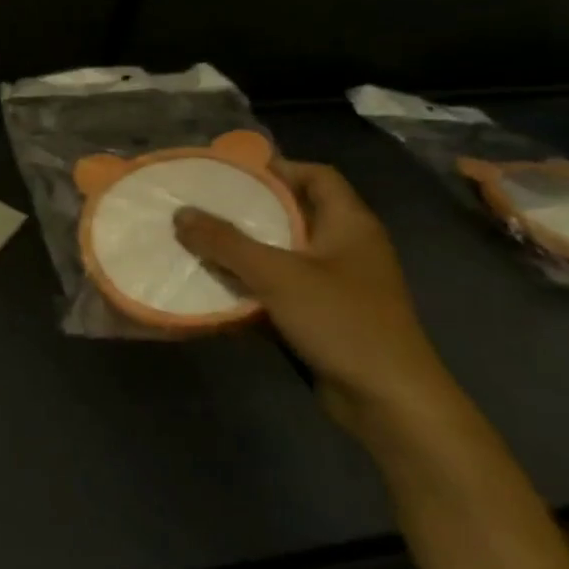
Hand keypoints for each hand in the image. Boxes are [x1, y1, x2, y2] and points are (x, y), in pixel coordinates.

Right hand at [173, 160, 457, 437]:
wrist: (388, 400)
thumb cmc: (342, 322)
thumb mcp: (277, 275)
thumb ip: (226, 242)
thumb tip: (180, 213)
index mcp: (349, 224)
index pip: (316, 176)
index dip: (276, 168)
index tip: (228, 173)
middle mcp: (345, 247)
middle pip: (294, 213)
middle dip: (247, 209)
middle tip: (201, 206)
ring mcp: (336, 283)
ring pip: (282, 252)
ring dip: (243, 249)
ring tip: (197, 242)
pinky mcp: (323, 314)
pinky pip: (279, 286)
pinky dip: (250, 283)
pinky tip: (215, 286)